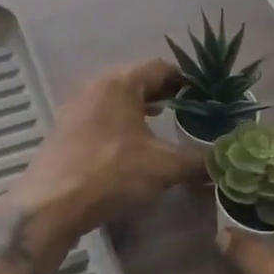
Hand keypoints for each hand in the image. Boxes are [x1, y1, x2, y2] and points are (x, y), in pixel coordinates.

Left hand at [12, 58, 202, 243]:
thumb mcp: (164, 166)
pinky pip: (102, 116)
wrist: (50, 205)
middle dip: (165, 94)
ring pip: (118, 99)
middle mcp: (95, 85)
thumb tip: (222, 162)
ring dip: (141, 109)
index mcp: (120, 82)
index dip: (187, 80)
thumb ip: (198, 161)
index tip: (205, 96)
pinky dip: (122, 123)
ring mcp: (76, 107)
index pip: (161, 67)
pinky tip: (132, 146)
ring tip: (164, 127)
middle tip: (190, 111)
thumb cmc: (111, 172)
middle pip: (138, 80)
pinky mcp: (65, 130)